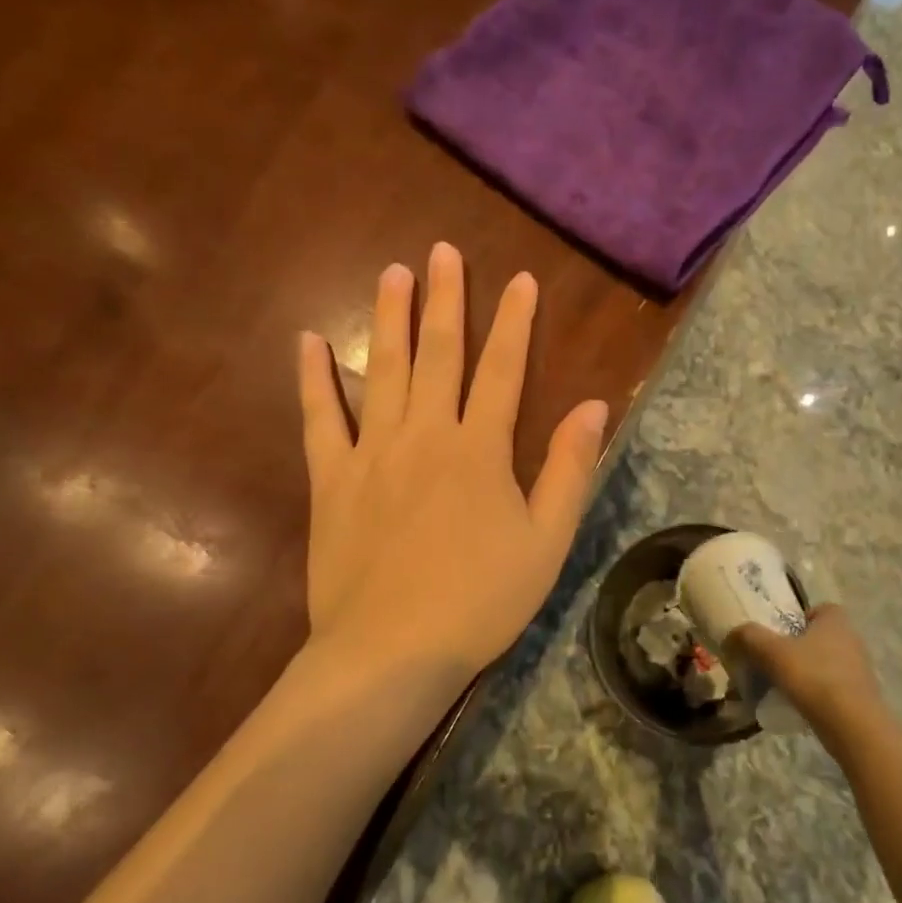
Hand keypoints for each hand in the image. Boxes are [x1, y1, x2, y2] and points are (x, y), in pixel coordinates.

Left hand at [297, 242, 608, 689]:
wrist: (391, 651)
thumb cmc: (480, 600)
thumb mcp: (547, 541)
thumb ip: (569, 469)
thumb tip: (592, 407)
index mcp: (480, 449)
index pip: (504, 370)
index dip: (515, 322)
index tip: (521, 280)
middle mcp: (426, 434)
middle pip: (439, 354)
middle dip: (446, 299)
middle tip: (443, 251)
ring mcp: (373, 453)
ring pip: (383, 370)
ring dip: (389, 318)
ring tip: (393, 273)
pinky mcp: (332, 479)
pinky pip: (320, 418)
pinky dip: (315, 378)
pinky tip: (309, 341)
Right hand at [730, 604, 887, 744]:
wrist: (853, 727)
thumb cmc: (814, 677)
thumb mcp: (772, 652)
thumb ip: (749, 637)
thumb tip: (731, 634)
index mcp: (835, 620)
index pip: (817, 609)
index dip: (797, 618)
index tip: (778, 634)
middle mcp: (852, 639)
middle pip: (819, 637)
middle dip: (798, 647)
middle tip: (773, 660)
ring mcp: (860, 669)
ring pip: (825, 663)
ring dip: (807, 672)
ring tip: (783, 686)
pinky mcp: (861, 696)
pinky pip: (833, 687)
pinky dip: (817, 693)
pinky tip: (799, 706)